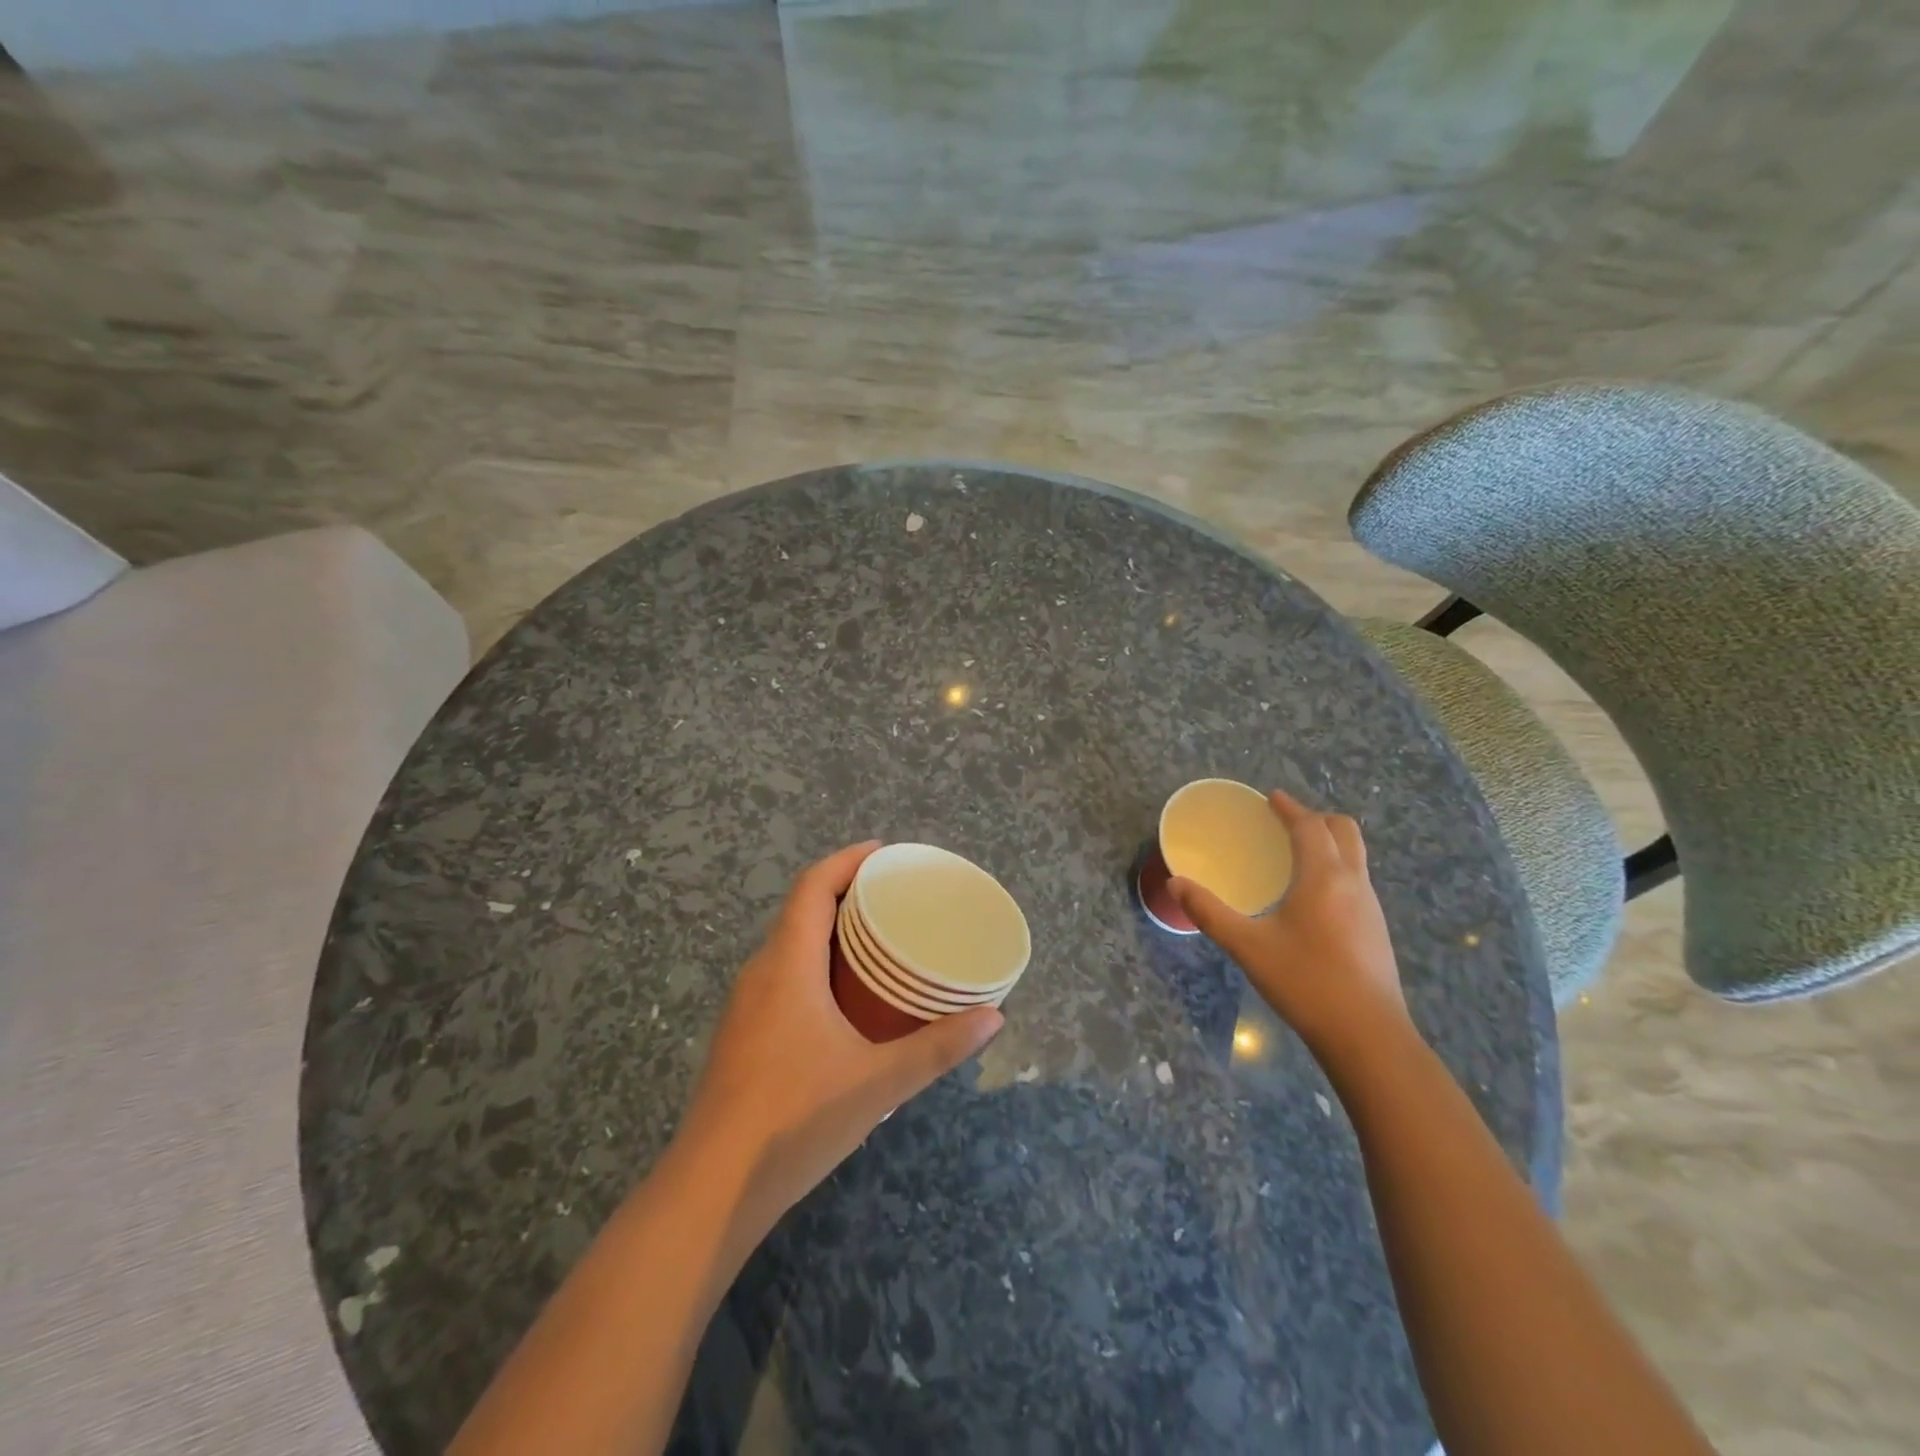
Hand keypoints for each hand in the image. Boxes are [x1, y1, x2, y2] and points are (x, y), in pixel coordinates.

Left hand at [678, 841, 1003, 1238]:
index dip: (847, 860)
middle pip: (802, 911)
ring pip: (790, 945)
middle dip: (847, 894)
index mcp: (787, 965)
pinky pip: (783, 975)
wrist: (710, 1191)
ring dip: (831, 931)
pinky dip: (816, 964)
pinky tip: (845, 998)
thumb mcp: (878, 1083)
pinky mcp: (741, 1035)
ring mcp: (745, 1006)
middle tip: (896, 898)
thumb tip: (995, 1017)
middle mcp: (760, 973)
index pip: (813, 887)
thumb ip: (937, 1047)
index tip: (885, 852)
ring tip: (879, 941)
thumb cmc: (794, 1120)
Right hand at [1170, 790, 1408, 1059]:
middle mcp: (1353, 883)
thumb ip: (1209, 912)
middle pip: (1344, 831)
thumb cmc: (1305, 983)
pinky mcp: (1376, 930)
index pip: (1310, 826)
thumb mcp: (1248, 947)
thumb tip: (1176, 884)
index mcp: (1323, 877)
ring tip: (1295, 855)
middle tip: (1284, 823)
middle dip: (1315, 818)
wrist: (1368, 1037)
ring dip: (1328, 843)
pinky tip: (1311, 897)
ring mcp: (1371, 907)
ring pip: (1354, 856)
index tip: (1271, 798)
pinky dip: (1335, 868)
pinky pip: (1356, 879)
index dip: (1290, 808)